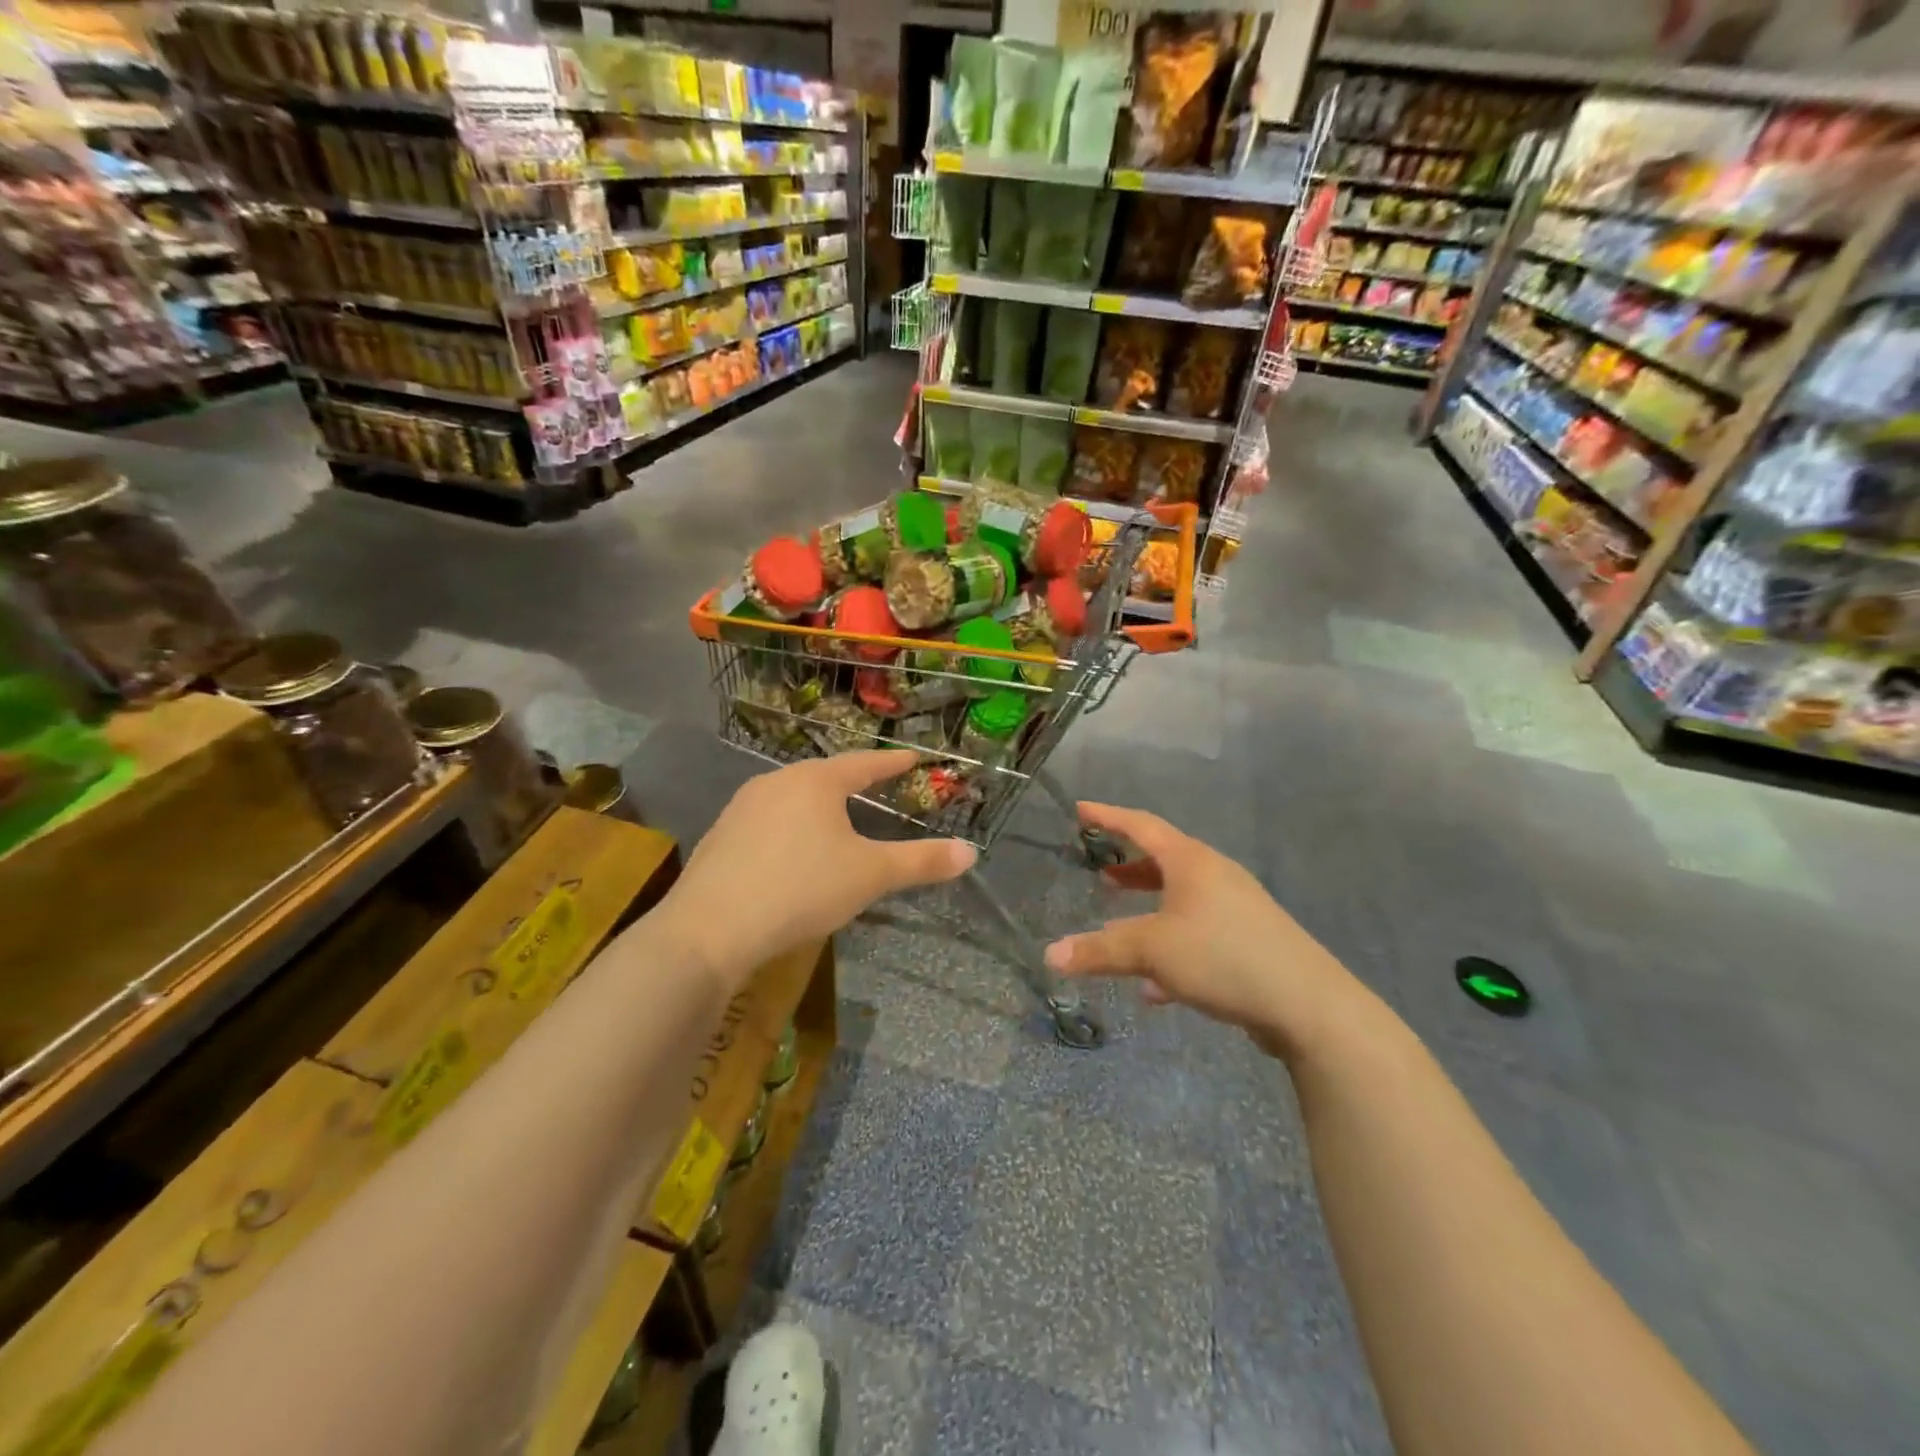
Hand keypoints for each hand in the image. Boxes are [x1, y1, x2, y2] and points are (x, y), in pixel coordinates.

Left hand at [657, 750, 975, 984]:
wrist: (710, 929)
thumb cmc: (801, 889)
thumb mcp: (870, 876)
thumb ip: (921, 862)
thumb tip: (972, 852)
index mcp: (816, 781)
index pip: (864, 763)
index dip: (892, 762)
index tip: (913, 756)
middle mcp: (777, 782)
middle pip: (825, 776)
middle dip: (852, 781)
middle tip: (876, 786)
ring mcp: (742, 807)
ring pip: (792, 797)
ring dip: (817, 805)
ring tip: (834, 818)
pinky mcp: (721, 835)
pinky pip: (767, 821)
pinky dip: (789, 828)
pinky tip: (790, 851)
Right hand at [1045, 803, 1365, 1059]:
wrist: (1309, 1005)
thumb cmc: (1222, 956)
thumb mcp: (1151, 951)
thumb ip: (1100, 951)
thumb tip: (1050, 956)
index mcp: (1192, 862)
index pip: (1142, 826)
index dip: (1109, 816)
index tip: (1081, 809)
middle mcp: (1216, 876)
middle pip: (1165, 861)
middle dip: (1130, 869)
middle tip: (1101, 874)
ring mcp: (1237, 908)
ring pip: (1181, 900)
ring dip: (1149, 908)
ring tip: (1121, 922)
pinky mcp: (1250, 942)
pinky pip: (1199, 934)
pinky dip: (1171, 947)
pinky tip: (1156, 987)